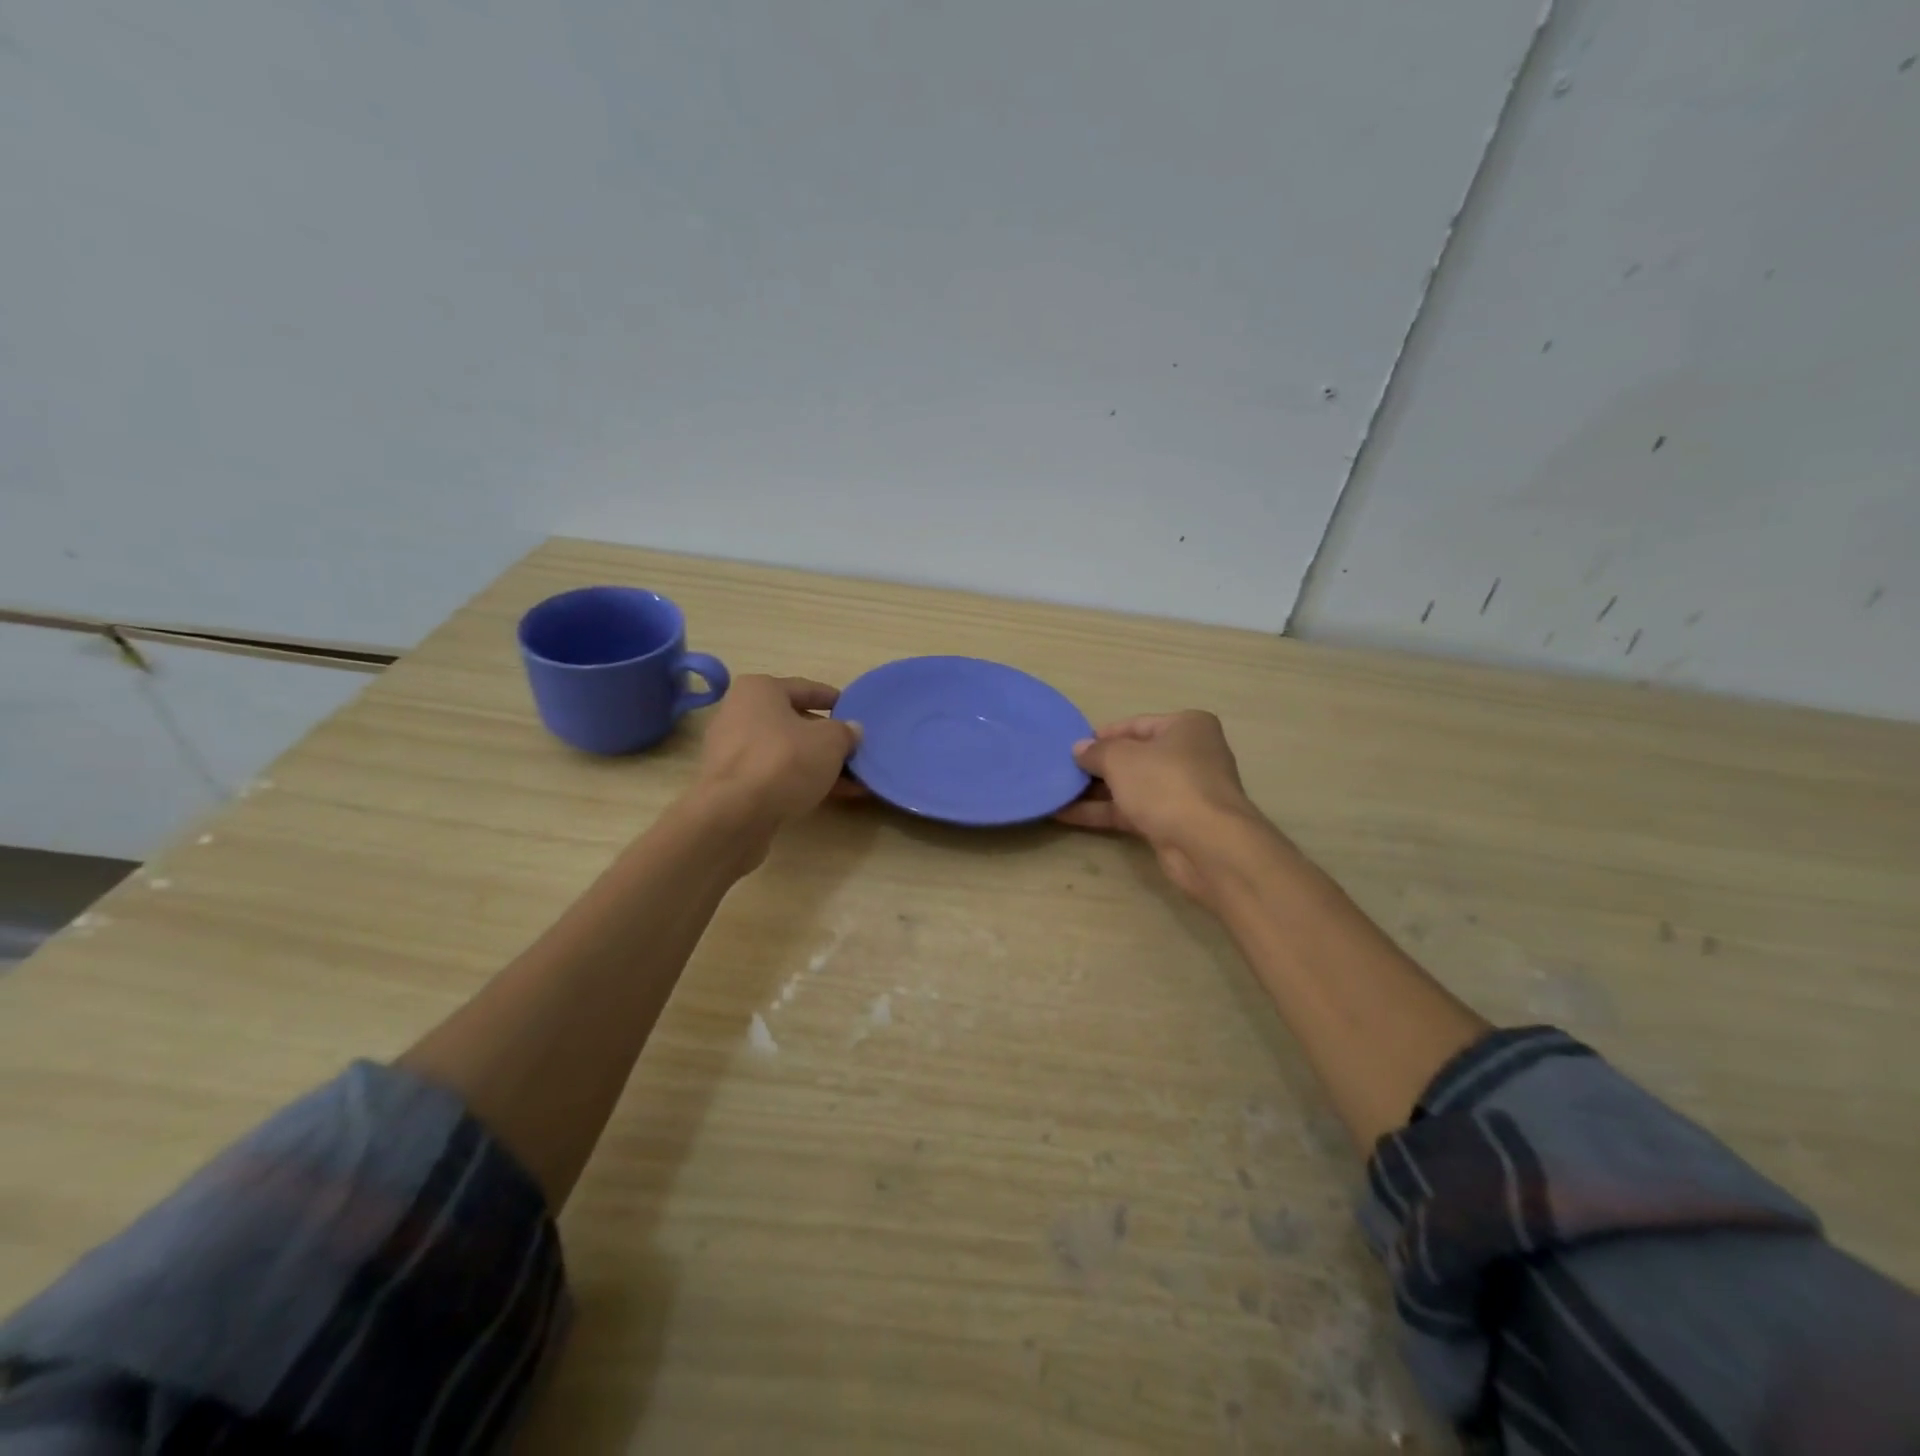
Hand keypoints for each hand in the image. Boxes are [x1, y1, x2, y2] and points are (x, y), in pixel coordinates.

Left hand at [693, 675, 861, 839]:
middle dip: (826, 739)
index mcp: (759, 689)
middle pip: (794, 722)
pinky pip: (774, 774)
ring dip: (817, 764)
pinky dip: (799, 781)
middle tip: (854, 750)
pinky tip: (828, 794)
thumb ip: (845, 732)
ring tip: (850, 780)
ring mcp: (731, 750)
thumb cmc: (784, 761)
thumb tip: (851, 730)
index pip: (805, 688)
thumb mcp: (830, 741)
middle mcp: (739, 713)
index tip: (854, 711)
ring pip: (786, 751)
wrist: (735, 814)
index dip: (834, 700)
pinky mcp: (731, 782)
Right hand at [1056, 711, 1269, 903]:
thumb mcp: (1121, 759)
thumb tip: (1079, 749)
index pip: (1137, 724)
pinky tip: (1068, 815)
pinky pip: (1132, 812)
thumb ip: (1096, 751)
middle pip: (1135, 757)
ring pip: (1132, 787)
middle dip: (1098, 765)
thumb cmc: (1166, 784)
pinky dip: (1103, 813)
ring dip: (1096, 792)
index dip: (1103, 735)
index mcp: (1187, 727)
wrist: (1207, 844)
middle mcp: (1190, 755)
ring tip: (1058, 792)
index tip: (1073, 746)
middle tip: (1063, 770)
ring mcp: (1183, 792)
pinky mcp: (1174, 823)